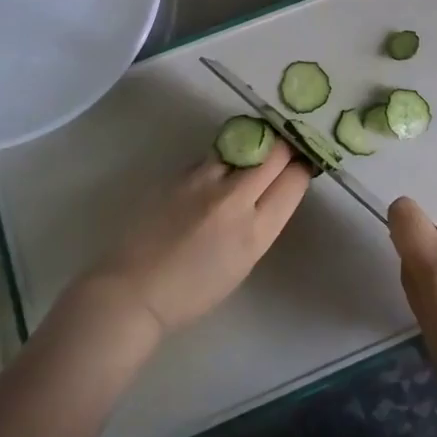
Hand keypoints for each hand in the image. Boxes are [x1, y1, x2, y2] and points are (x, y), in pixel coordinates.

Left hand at [82, 143, 311, 338]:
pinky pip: (213, 157)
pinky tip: (216, 174)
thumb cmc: (192, 291)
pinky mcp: (180, 175)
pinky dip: (222, 161)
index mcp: (255, 233)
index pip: (294, 180)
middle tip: (285, 146)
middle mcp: (234, 200)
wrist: (133, 291)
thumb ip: (261, 222)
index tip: (302, 163)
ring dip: (253, 146)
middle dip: (284, 146)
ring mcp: (204, 183)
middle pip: (273, 152)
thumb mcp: (243, 262)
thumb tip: (272, 188)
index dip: (302, 167)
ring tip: (252, 150)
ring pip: (243, 145)